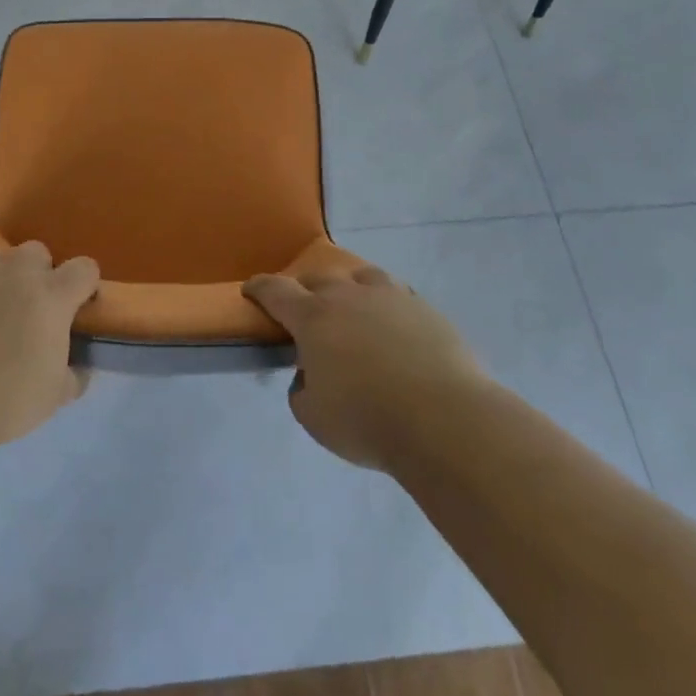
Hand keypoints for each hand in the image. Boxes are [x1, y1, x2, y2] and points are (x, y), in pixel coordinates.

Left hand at [0, 238, 99, 444]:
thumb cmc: (5, 400)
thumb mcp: (54, 396)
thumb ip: (73, 374)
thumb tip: (77, 369)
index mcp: (51, 294)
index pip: (84, 268)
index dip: (84, 286)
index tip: (77, 307)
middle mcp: (14, 271)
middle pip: (37, 252)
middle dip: (38, 274)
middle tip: (28, 310)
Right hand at [244, 265, 482, 471]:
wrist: (444, 419)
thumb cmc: (367, 419)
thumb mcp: (314, 417)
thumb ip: (301, 389)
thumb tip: (309, 374)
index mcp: (313, 317)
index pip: (276, 291)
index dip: (259, 288)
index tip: (251, 290)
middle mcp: (348, 296)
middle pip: (318, 278)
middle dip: (304, 290)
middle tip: (304, 310)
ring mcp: (390, 297)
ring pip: (360, 276)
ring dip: (348, 287)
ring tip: (351, 306)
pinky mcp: (424, 309)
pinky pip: (396, 294)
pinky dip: (384, 303)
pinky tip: (390, 322)